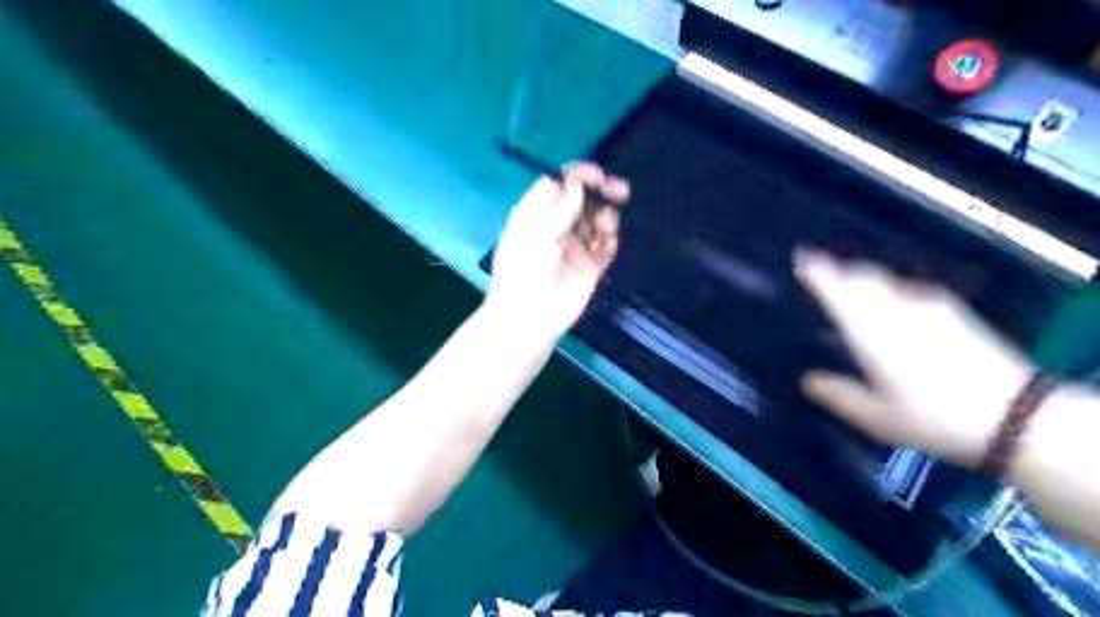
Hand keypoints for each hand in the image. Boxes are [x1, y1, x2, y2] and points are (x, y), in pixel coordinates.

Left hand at [487, 161, 632, 340]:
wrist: (529, 318)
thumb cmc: (523, 270)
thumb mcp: (537, 232)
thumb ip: (560, 207)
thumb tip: (578, 184)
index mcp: (536, 214)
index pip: (558, 185)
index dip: (577, 176)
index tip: (596, 174)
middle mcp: (556, 227)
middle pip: (582, 201)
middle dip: (600, 192)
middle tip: (618, 190)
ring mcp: (574, 247)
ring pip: (597, 222)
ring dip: (606, 216)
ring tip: (608, 222)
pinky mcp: (590, 267)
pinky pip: (605, 247)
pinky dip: (610, 240)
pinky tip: (608, 241)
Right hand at [796, 252, 1037, 467]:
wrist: (1018, 415)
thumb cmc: (934, 418)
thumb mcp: (876, 418)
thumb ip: (838, 395)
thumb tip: (808, 381)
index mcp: (871, 332)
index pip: (837, 291)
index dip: (817, 272)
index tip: (800, 257)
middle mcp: (897, 310)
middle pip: (863, 276)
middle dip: (839, 271)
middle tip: (822, 275)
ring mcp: (929, 307)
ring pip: (887, 280)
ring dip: (864, 279)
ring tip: (853, 291)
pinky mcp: (954, 312)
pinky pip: (910, 289)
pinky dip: (890, 290)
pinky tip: (894, 308)